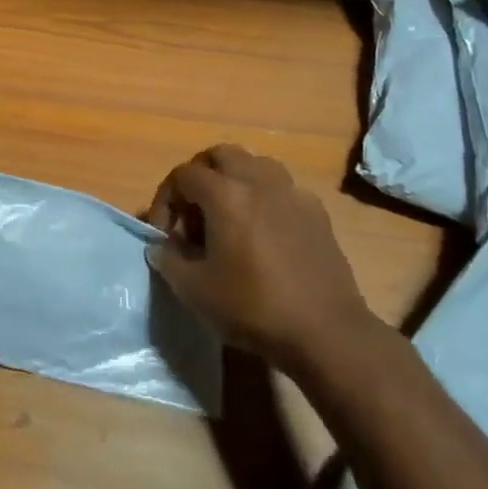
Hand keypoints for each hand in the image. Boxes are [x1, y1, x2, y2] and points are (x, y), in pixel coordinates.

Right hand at [143, 145, 380, 379]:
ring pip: (255, 164)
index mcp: (225, 194)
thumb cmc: (254, 308)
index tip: (164, 233)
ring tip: (228, 215)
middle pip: (220, 155)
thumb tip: (160, 247)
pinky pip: (282, 188)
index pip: (183, 175)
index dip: (165, 199)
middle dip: (199, 176)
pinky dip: (264, 198)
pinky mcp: (317, 213)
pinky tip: (264, 232)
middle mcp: (258, 181)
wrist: (327, 333)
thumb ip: (168, 260)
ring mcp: (292, 193)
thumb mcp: (194, 291)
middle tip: (193, 211)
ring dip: (234, 180)